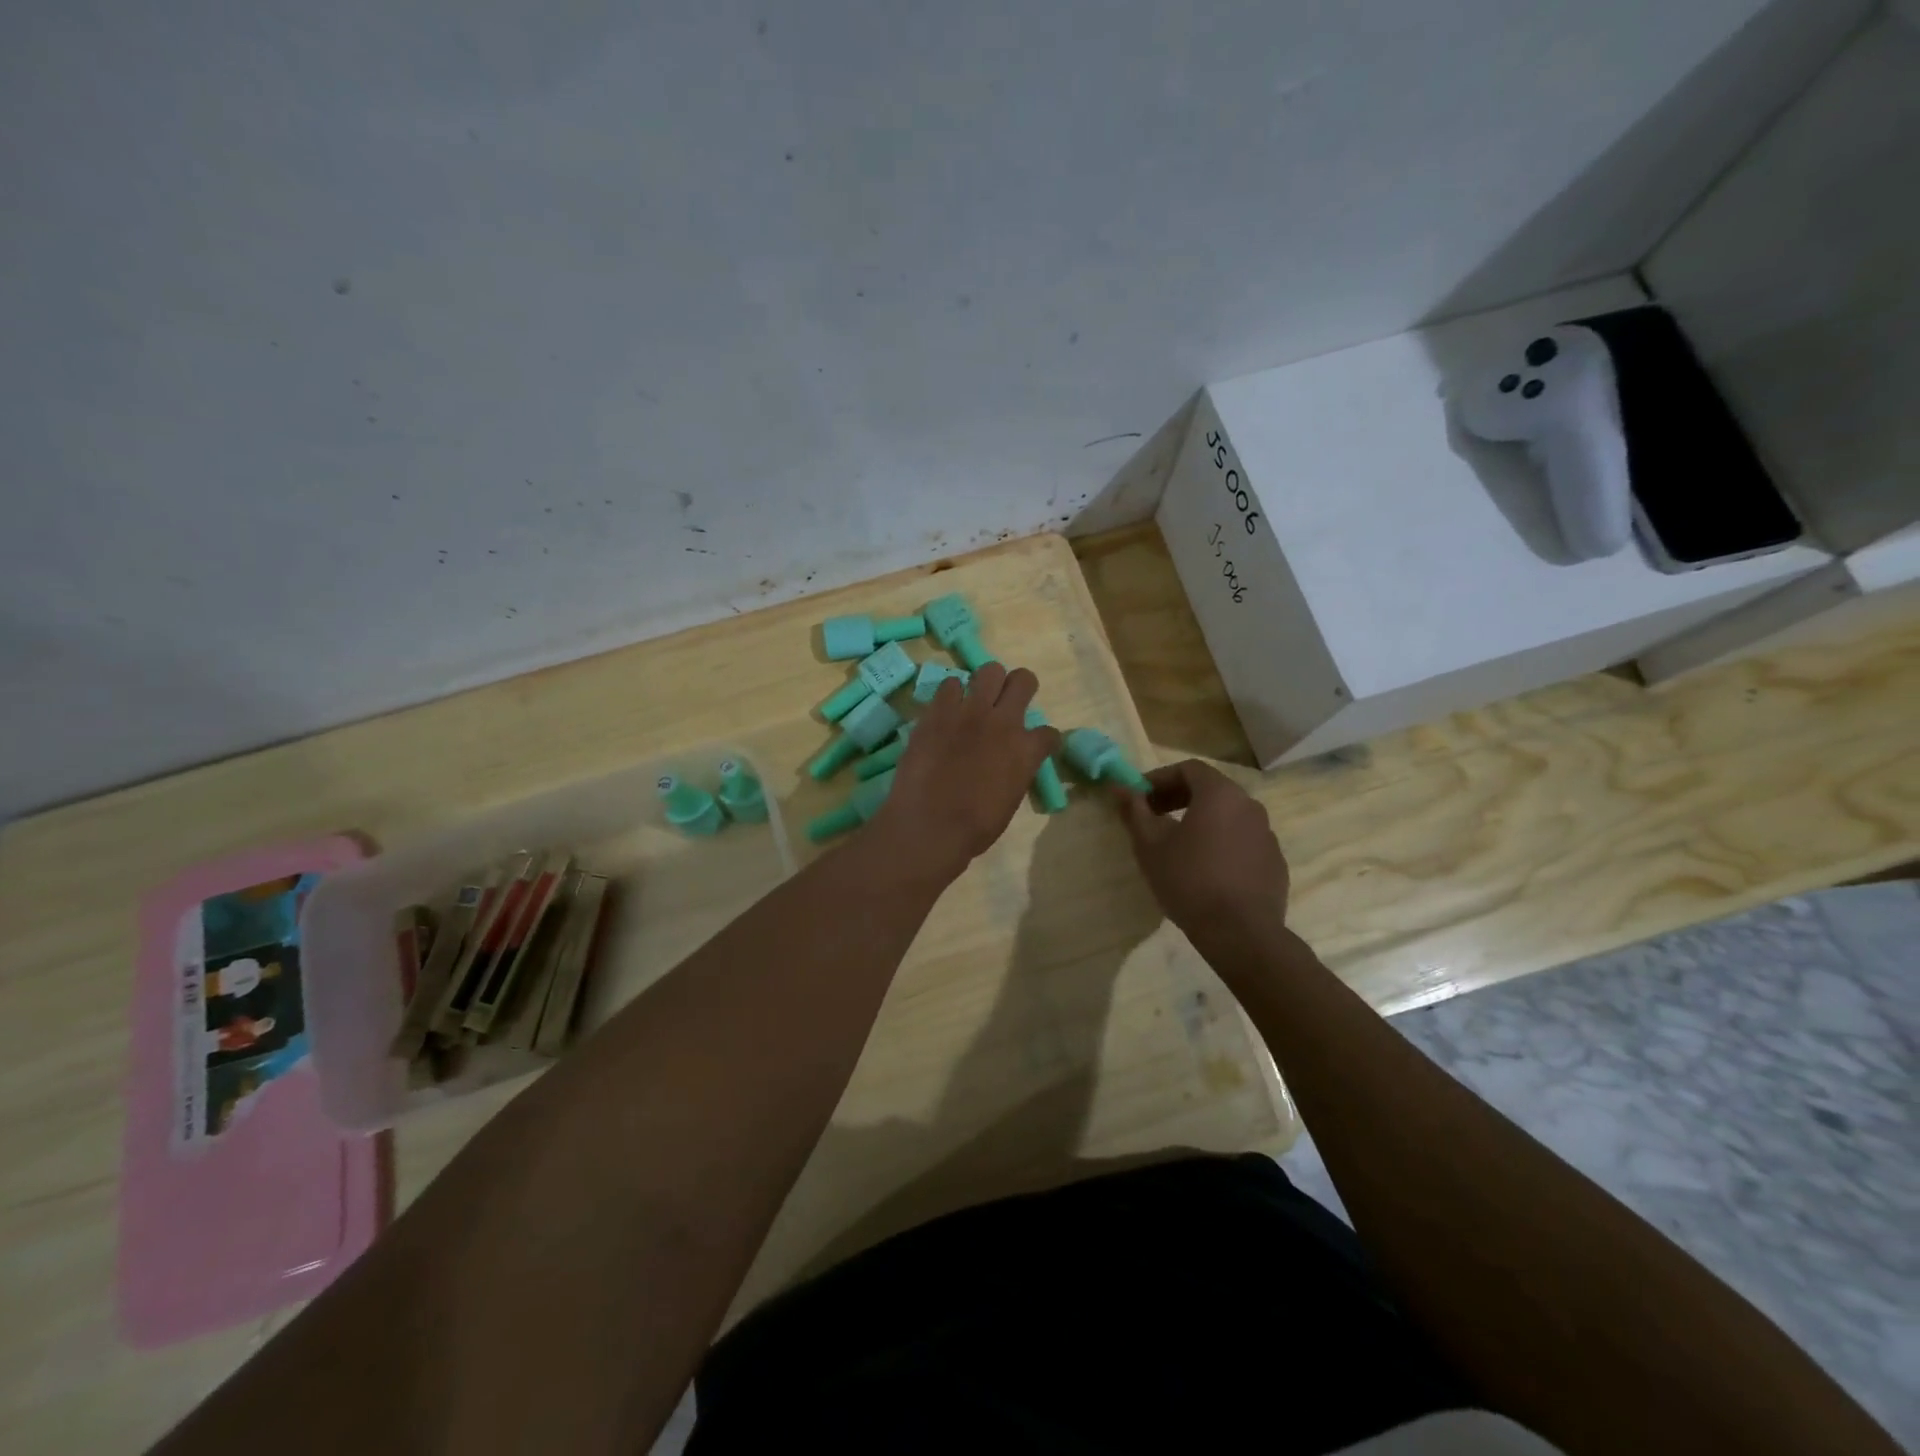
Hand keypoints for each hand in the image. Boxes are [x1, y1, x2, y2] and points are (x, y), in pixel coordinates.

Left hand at [867, 662, 1061, 884]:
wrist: (929, 826)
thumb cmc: (973, 828)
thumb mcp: (1010, 801)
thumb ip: (1015, 772)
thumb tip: (1010, 763)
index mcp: (1027, 751)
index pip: (1049, 732)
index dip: (1042, 739)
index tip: (1034, 744)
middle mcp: (1004, 722)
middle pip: (1023, 680)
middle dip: (1019, 687)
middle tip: (1006, 702)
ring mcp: (970, 711)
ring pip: (989, 670)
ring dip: (985, 683)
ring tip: (974, 700)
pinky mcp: (939, 710)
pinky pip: (949, 683)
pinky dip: (951, 694)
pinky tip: (946, 709)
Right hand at [1113, 760, 1289, 948]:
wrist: (1241, 933)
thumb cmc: (1189, 881)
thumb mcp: (1150, 846)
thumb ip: (1135, 811)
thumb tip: (1119, 787)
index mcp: (1220, 794)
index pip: (1188, 769)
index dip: (1159, 778)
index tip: (1140, 798)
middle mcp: (1250, 806)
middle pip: (1210, 789)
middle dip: (1178, 798)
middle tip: (1153, 818)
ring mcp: (1267, 835)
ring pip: (1228, 816)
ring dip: (1201, 821)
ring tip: (1177, 846)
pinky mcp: (1275, 862)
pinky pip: (1242, 841)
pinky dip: (1221, 843)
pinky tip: (1206, 870)